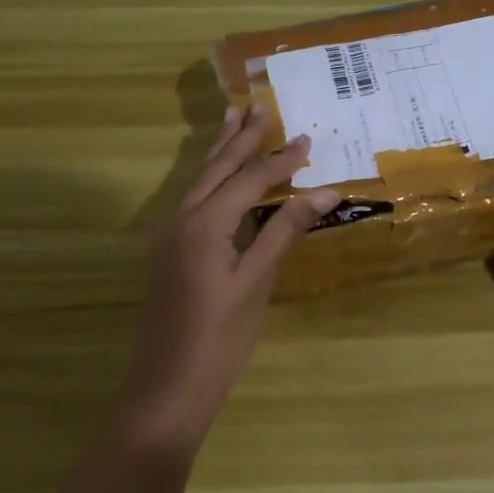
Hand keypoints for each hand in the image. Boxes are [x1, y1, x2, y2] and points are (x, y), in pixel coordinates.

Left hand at [112, 105, 340, 456]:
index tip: (307, 138)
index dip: (280, 160)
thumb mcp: (256, 283)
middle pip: (216, 169)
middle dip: (240, 140)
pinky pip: (193, 201)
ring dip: (220, 153)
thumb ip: (284, 232)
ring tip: (234, 122)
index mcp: (204, 223)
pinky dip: (212, 181)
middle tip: (258, 108)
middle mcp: (181, 219)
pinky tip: (220, 179)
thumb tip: (324, 192)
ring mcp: (170, 236)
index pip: (249, 180)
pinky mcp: (169, 252)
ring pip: (199, 182)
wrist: (169, 385)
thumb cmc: (219, 338)